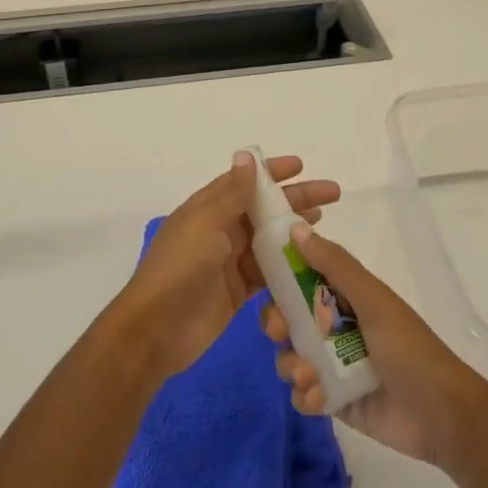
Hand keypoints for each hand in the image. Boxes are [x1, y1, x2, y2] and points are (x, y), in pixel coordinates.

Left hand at [114, 151, 340, 382]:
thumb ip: (231, 193)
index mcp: (208, 209)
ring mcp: (229, 262)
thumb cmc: (179, 269)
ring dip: (294, 231)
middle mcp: (220, 231)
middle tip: (332, 195)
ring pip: (269, 240)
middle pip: (264, 209)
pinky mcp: (238, 292)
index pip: (244, 182)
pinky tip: (311, 263)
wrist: (155, 331)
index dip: (272, 172)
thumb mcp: (205, 224)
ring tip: (323, 224)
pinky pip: (268, 272)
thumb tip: (246, 156)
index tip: (301, 166)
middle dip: (296, 200)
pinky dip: (287, 266)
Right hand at [263, 223, 487, 469]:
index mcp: (347, 298)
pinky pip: (302, 394)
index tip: (264, 283)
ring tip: (309, 376)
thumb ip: (335, 265)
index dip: (280, 280)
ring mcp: (333, 366)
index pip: (302, 280)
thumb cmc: (408, 348)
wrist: (441, 415)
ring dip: (291, 364)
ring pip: (291, 357)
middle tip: (280, 332)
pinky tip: (320, 398)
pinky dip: (304, 395)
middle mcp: (336, 328)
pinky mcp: (334, 400)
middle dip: (278, 324)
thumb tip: (296, 230)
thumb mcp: (373, 300)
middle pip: (289, 319)